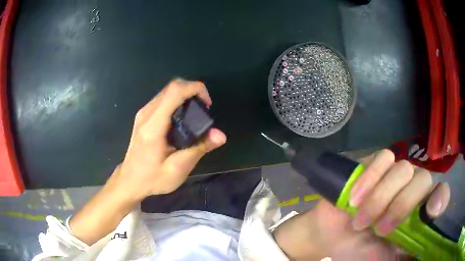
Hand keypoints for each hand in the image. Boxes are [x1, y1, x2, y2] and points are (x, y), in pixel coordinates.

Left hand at [118, 79, 226, 197]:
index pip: (174, 91)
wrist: (130, 180)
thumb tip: (220, 135)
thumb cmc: (153, 178)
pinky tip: (183, 118)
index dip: (195, 88)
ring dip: (185, 95)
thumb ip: (198, 148)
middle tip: (204, 110)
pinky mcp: (143, 116)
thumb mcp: (178, 168)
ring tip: (196, 114)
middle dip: (193, 91)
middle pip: (172, 87)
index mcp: (153, 126)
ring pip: (167, 91)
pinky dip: (177, 101)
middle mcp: (146, 114)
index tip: (207, 103)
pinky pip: (163, 99)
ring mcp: (143, 113)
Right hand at [273, 149, 450, 259]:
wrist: (332, 237)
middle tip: (379, 230)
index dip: (440, 197)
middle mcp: (412, 188)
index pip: (441, 193)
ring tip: (360, 221)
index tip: (430, 212)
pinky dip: (370, 178)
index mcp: (418, 212)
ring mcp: (395, 174)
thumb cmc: (359, 252)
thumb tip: (417, 258)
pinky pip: (383, 158)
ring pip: (402, 169)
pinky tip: (355, 199)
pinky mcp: (375, 164)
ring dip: (380, 198)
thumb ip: (402, 257)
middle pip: (423, 179)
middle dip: (401, 206)